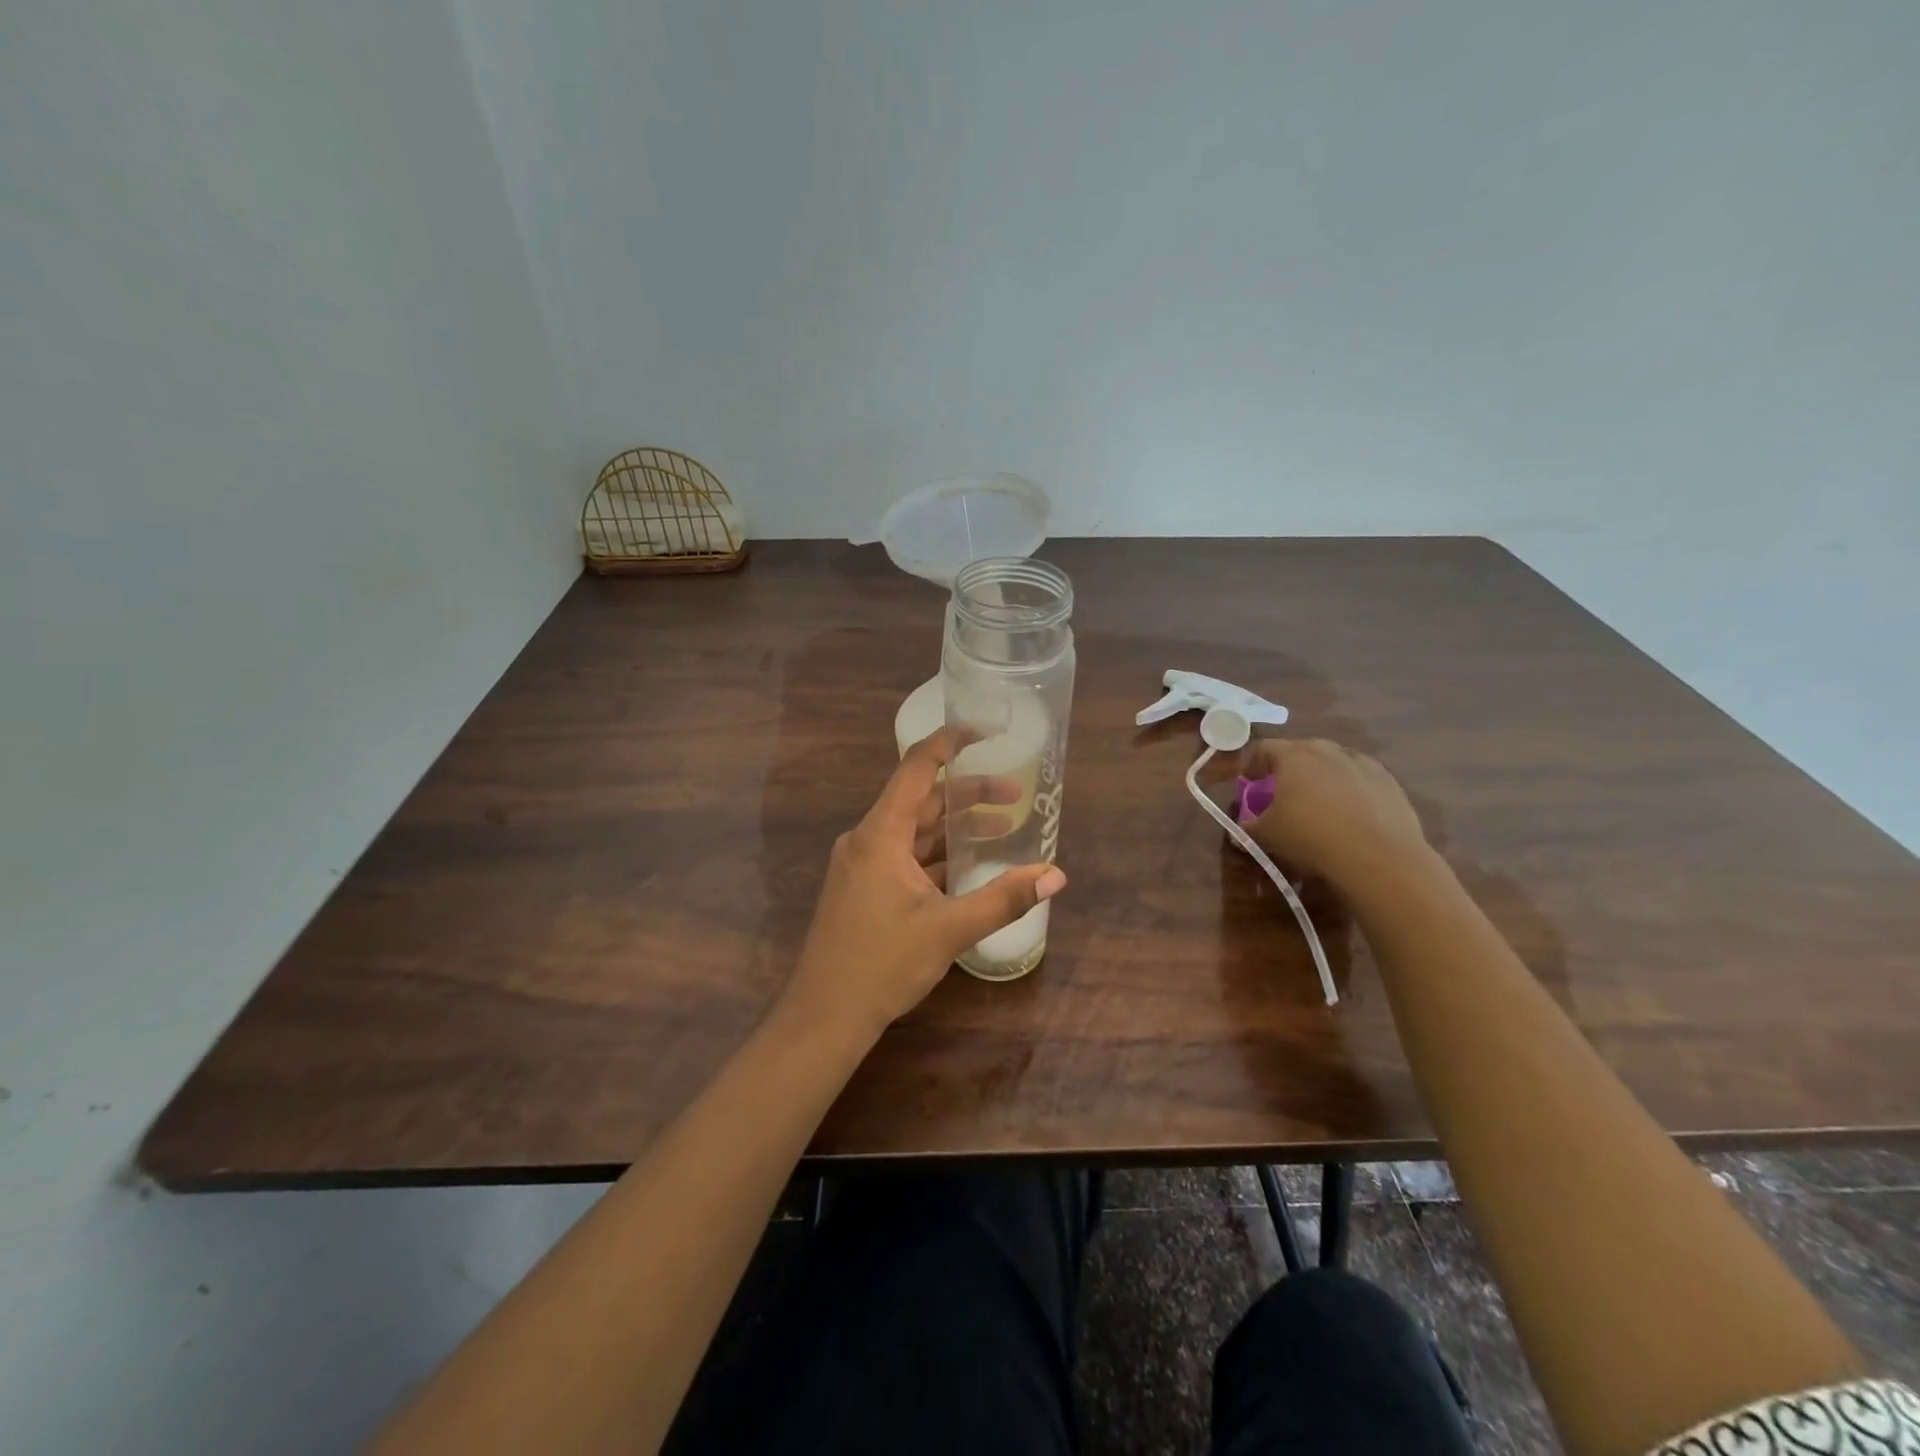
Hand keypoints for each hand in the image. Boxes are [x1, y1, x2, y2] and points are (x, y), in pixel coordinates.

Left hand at [779, 730, 1067, 1039]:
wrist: (823, 1017)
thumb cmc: (881, 965)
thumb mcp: (949, 930)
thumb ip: (1004, 899)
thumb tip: (1056, 876)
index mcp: (880, 834)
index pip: (916, 768)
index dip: (949, 743)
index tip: (983, 731)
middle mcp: (867, 839)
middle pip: (921, 801)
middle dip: (968, 795)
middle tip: (1015, 795)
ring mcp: (862, 865)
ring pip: (914, 831)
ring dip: (954, 828)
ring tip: (1003, 827)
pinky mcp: (863, 889)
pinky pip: (905, 857)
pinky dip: (937, 855)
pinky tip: (969, 866)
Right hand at [1242, 739, 1431, 893]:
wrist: (1379, 857)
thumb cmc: (1311, 837)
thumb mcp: (1268, 835)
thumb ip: (1249, 827)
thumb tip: (1240, 829)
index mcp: (1293, 756)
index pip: (1264, 748)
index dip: (1252, 764)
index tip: (1248, 782)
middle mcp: (1328, 750)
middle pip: (1301, 750)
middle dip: (1289, 768)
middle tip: (1283, 791)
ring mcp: (1362, 763)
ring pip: (1333, 762)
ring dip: (1321, 776)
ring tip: (1319, 803)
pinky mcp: (1389, 781)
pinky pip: (1360, 778)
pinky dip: (1350, 789)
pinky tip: (1350, 814)